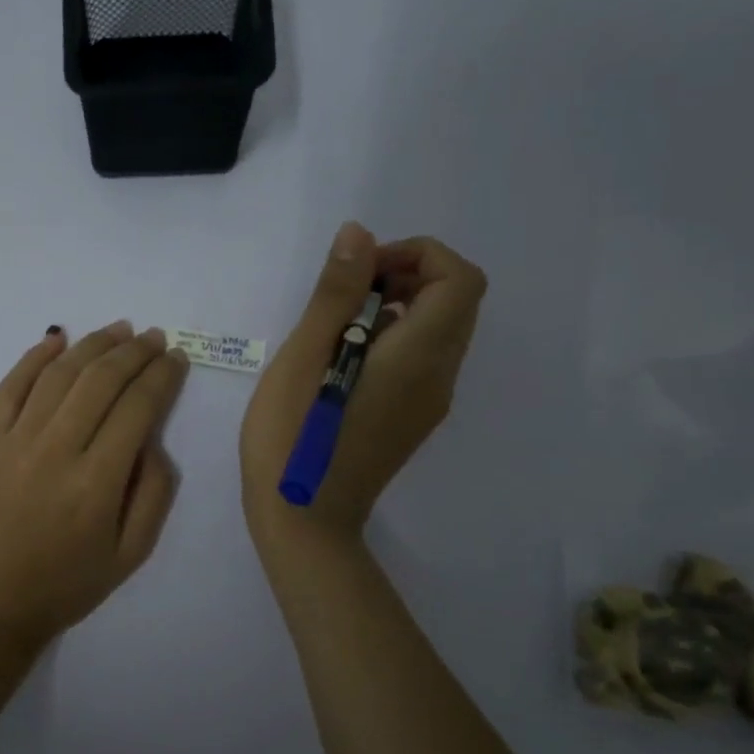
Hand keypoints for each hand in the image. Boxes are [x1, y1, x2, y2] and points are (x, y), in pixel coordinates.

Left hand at [0, 322, 187, 650]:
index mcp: (98, 482)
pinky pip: (10, 386)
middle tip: (153, 336)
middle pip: (101, 380)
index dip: (161, 376)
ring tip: (118, 330)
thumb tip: (153, 439)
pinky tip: (56, 339)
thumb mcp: (129, 556)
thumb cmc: (63, 586)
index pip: (137, 408)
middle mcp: (57, 449)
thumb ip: (153, 494)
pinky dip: (34, 357)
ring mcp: (15, 440)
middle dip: (134, 351)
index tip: (176, 358)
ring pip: (59, 374)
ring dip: (92, 345)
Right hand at [241, 223, 485, 549]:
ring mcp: (429, 402)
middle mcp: (438, 377)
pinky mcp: (412, 419)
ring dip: (400, 305)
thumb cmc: (294, 435)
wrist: (304, 519)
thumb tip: (360, 234)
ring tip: (338, 323)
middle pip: (456, 300)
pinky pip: (422, 359)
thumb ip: (336, 293)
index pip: (459, 279)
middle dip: (408, 275)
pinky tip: (343, 359)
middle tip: (347, 289)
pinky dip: (395, 337)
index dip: (418, 256)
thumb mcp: (304, 355)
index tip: (363, 269)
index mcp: (418, 357)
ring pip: (440, 330)